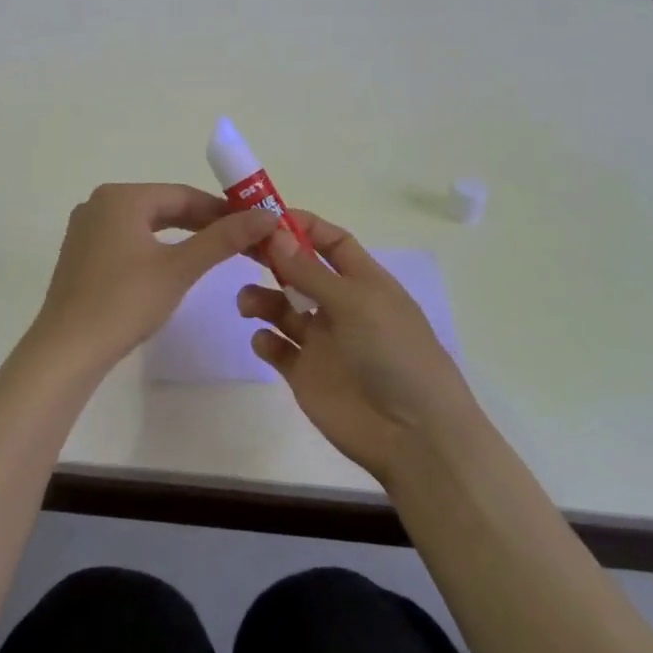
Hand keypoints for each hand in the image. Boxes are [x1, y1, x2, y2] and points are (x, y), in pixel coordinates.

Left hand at [25, 183, 280, 376]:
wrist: (67, 350)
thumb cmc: (125, 302)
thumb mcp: (179, 268)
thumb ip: (223, 239)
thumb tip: (267, 215)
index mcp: (121, 197)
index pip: (183, 195)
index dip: (222, 210)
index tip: (254, 225)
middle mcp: (99, 203)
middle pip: (163, 207)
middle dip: (203, 223)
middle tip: (242, 241)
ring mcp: (86, 229)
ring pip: (146, 225)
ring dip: (181, 237)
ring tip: (215, 253)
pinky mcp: (81, 254)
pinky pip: (127, 240)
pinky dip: (155, 249)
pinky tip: (173, 266)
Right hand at [238, 211, 483, 483]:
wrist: (412, 434)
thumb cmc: (393, 354)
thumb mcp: (355, 303)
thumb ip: (310, 271)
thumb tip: (275, 233)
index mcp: (364, 282)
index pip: (332, 242)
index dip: (303, 226)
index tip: (266, 217)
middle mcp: (341, 306)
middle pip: (300, 271)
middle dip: (273, 258)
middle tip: (239, 249)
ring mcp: (323, 341)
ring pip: (282, 308)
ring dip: (262, 298)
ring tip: (247, 304)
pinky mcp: (306, 373)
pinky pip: (278, 348)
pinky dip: (265, 339)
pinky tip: (265, 341)